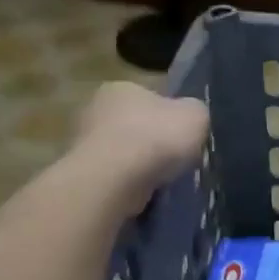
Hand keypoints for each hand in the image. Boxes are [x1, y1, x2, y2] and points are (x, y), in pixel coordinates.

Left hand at [73, 81, 209, 188]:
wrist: (113, 181)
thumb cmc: (155, 138)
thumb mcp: (196, 115)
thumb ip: (195, 111)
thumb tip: (189, 117)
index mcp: (122, 87)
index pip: (151, 97)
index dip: (170, 115)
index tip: (184, 134)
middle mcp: (96, 109)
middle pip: (135, 124)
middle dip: (153, 140)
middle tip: (176, 158)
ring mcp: (83, 143)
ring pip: (124, 152)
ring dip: (141, 164)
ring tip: (163, 180)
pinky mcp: (83, 173)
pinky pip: (114, 176)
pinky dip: (129, 183)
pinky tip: (144, 192)